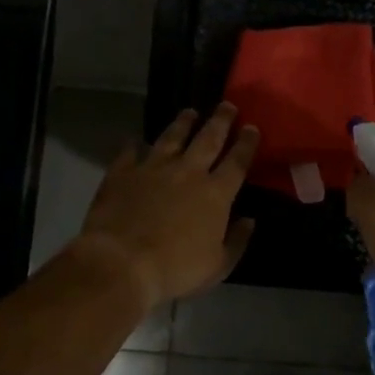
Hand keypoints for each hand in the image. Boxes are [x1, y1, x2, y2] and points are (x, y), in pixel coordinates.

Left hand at [74, 105, 259, 306]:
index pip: (237, 161)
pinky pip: (130, 152)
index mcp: (215, 193)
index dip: (246, 144)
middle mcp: (187, 172)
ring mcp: (153, 168)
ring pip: (171, 137)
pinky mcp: (123, 172)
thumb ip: (237, 241)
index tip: (252, 127)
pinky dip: (134, 145)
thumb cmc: (176, 269)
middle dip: (220, 120)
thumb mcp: (217, 266)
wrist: (122, 262)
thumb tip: (249, 221)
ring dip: (182, 123)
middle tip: (227, 105)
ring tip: (189, 112)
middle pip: (208, 139)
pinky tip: (135, 140)